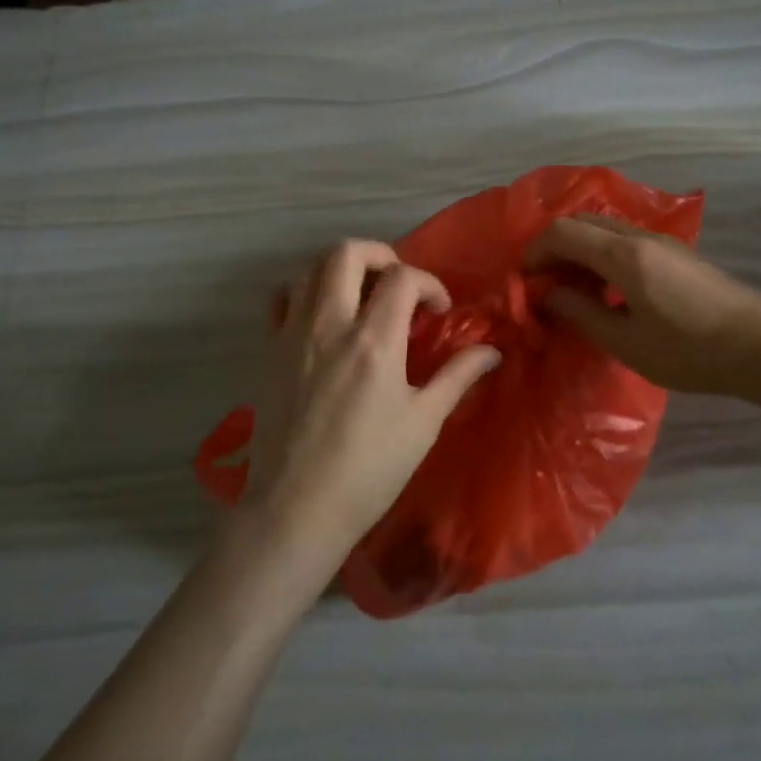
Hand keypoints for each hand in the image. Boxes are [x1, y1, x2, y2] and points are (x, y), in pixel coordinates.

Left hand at [246, 240, 499, 558]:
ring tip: (362, 295)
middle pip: (348, 252)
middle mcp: (329, 324)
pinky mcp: (269, 350)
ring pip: (310, 268)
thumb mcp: (423, 423)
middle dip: (381, 255)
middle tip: (398, 284)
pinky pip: (281, 298)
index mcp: (374, 341)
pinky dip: (304, 291)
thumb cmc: (369, 470)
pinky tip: (322, 316)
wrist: (296, 508)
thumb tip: (492, 350)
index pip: (403, 278)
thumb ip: (457, 376)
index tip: (438, 311)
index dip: (429, 283)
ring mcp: (292, 334)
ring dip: (342, 269)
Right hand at [528, 215, 760, 396]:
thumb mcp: (627, 343)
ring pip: (605, 229)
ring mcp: (662, 242)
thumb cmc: (690, 351)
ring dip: (580, 250)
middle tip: (545, 284)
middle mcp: (640, 237)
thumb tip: (550, 295)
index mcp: (623, 255)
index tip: (524, 281)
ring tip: (572, 291)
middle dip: (555, 247)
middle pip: (582, 222)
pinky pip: (625, 241)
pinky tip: (608, 292)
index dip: (535, 252)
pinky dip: (602, 256)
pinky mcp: (677, 254)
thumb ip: (581, 314)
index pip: (563, 232)